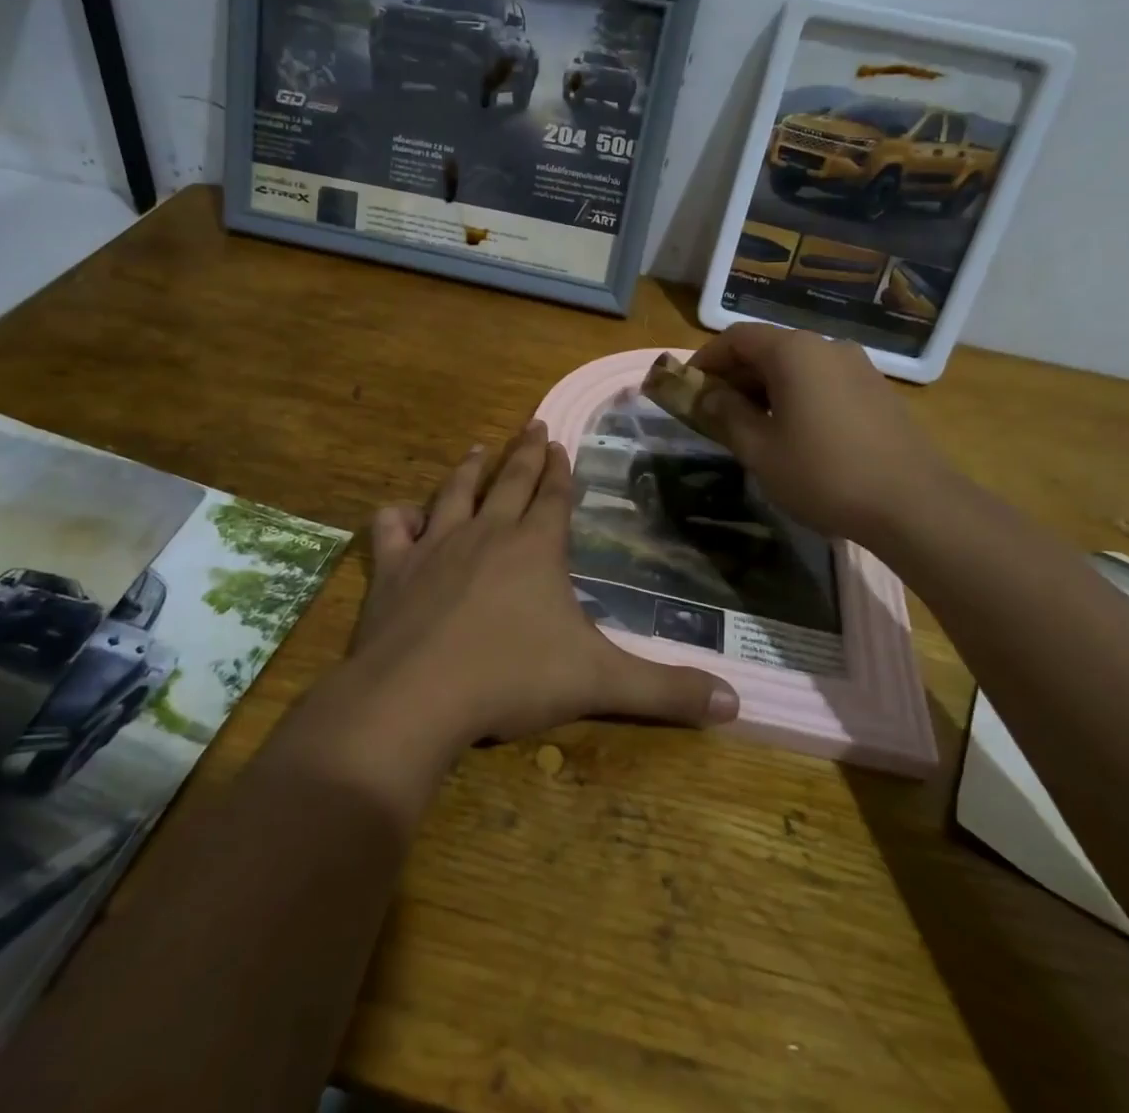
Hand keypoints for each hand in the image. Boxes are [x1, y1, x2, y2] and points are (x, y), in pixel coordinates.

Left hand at [348, 423, 738, 756]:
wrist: (417, 695)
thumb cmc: (512, 679)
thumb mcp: (600, 684)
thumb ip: (666, 691)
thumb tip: (736, 704)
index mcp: (535, 547)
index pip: (554, 497)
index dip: (561, 471)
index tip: (561, 443)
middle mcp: (486, 533)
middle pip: (510, 482)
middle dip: (525, 452)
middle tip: (532, 424)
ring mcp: (435, 546)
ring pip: (454, 493)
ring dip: (469, 469)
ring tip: (480, 448)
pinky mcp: (393, 568)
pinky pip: (392, 529)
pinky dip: (398, 518)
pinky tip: (404, 515)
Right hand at [685, 323, 955, 543]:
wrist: (914, 504)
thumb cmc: (823, 473)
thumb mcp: (760, 449)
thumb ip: (726, 414)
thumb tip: (707, 394)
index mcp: (794, 352)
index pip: (736, 338)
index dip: (706, 359)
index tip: (688, 388)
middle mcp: (826, 347)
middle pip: (767, 348)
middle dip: (734, 376)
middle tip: (714, 412)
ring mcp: (857, 367)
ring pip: (796, 366)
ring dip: (765, 388)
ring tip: (751, 427)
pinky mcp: (877, 391)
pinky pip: (822, 381)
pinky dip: (796, 396)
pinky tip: (794, 433)